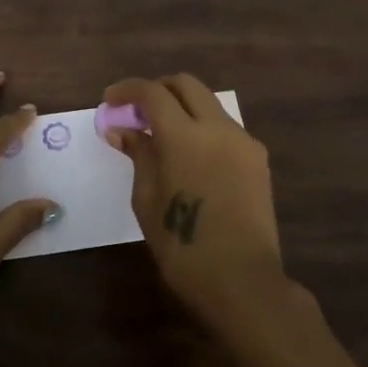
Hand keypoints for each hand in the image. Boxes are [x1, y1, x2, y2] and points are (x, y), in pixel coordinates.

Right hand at [103, 74, 286, 322]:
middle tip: (135, 110)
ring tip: (160, 134)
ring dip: (181, 106)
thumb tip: (122, 129)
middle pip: (186, 84)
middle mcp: (218, 128)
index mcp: (185, 136)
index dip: (127, 90)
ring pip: (208, 103)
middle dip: (157, 89)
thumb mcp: (147, 200)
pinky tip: (189, 155)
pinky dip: (201, 127)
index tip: (109, 100)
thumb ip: (139, 155)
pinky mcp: (258, 159)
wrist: (243, 282)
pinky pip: (224, 127)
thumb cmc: (183, 247)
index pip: (153, 93)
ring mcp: (243, 141)